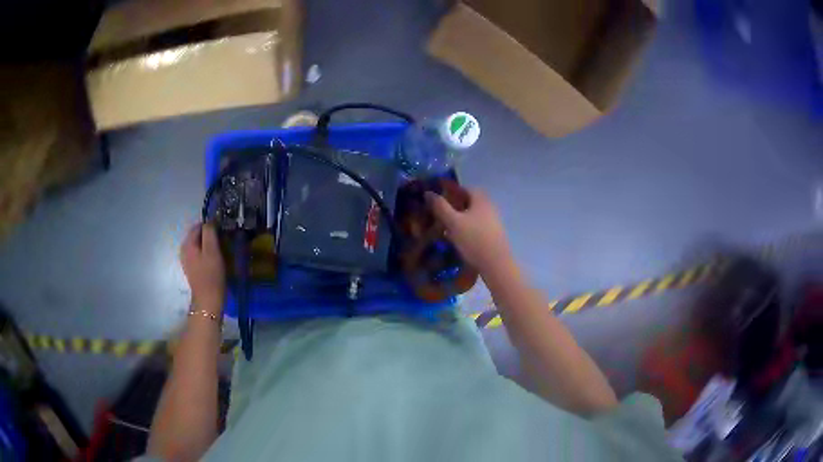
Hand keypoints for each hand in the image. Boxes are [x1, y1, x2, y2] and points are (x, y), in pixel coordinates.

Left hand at [180, 223, 225, 313]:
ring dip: (210, 245)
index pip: (199, 225)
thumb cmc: (211, 275)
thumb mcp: (212, 250)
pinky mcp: (192, 268)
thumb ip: (209, 232)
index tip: (224, 230)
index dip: (211, 225)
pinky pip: (200, 254)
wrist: (208, 301)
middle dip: (211, 235)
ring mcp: (187, 260)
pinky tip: (216, 260)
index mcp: (187, 243)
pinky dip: (207, 253)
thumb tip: (210, 220)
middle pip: (198, 235)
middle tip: (224, 240)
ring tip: (222, 250)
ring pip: (200, 245)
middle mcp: (184, 249)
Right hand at [426, 189, 511, 273]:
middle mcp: (489, 207)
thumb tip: (428, 193)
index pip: (464, 188)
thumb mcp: (453, 222)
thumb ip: (440, 207)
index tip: (438, 199)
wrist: (496, 264)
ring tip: (446, 228)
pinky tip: (459, 240)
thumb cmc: (474, 239)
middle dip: (455, 206)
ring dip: (460, 219)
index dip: (450, 191)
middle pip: (469, 202)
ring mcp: (494, 222)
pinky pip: (477, 227)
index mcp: (481, 199)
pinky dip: (467, 229)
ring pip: (473, 215)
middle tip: (440, 214)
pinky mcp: (494, 235)